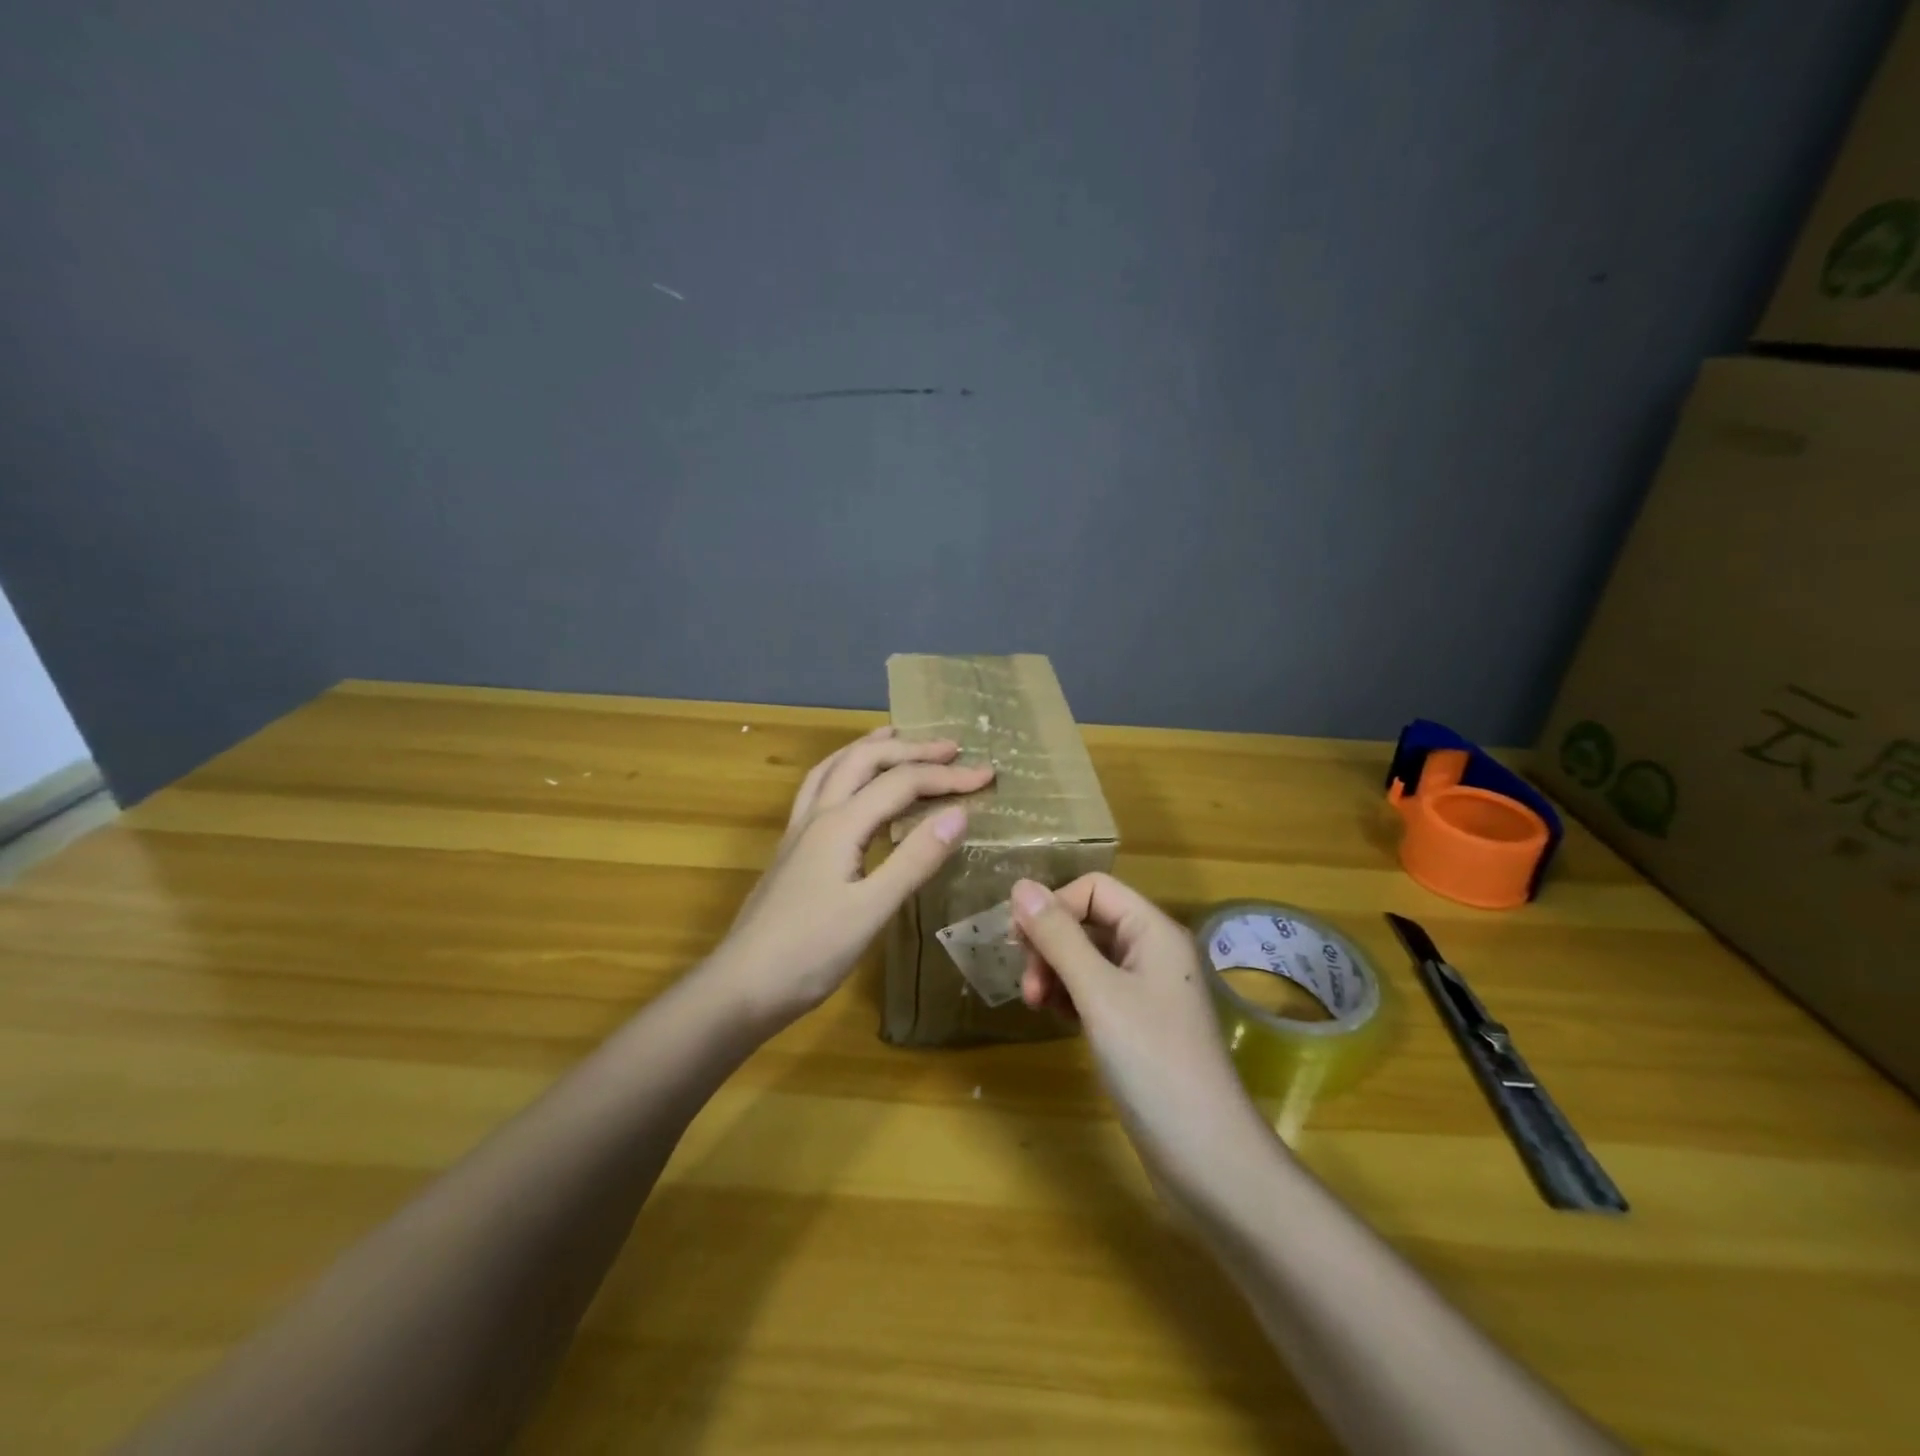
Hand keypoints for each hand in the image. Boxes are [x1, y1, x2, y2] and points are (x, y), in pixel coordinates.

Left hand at [714, 726, 992, 1027]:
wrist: (741, 987)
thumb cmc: (810, 953)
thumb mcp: (872, 910)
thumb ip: (915, 859)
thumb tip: (959, 813)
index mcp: (840, 824)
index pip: (901, 783)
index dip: (947, 776)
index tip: (987, 775)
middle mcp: (817, 816)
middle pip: (864, 760)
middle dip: (910, 749)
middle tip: (950, 747)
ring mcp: (799, 832)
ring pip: (834, 768)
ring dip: (869, 748)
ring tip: (895, 736)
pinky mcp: (792, 851)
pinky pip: (820, 790)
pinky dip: (845, 772)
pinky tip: (853, 789)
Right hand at [1011, 874, 1266, 1179]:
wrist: (1207, 1157)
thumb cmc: (1153, 1063)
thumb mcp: (1098, 994)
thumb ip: (1058, 937)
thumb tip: (1020, 885)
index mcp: (1153, 931)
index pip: (1093, 889)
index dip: (1053, 906)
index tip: (1020, 944)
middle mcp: (1153, 952)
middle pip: (1089, 921)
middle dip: (1050, 944)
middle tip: (1028, 987)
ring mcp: (1148, 990)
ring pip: (1088, 957)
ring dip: (1055, 972)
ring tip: (1038, 1006)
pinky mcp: (1140, 1024)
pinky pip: (1096, 990)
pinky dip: (1071, 997)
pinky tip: (1058, 1020)